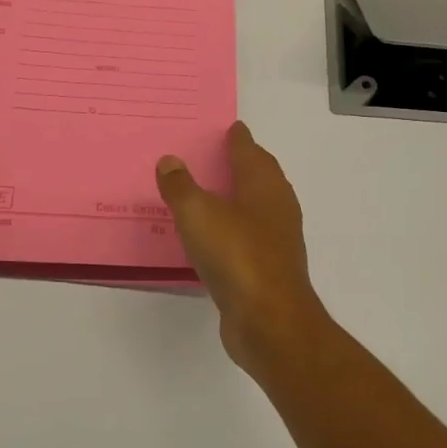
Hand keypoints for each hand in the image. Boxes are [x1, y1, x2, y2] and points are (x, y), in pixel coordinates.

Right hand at [156, 122, 329, 372]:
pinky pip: (244, 240)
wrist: (268, 320)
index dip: (239, 139)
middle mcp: (276, 209)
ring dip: (234, 200)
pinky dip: (229, 231)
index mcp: (264, 186)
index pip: (250, 152)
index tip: (230, 127)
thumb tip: (170, 161)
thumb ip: (181, 187)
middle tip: (213, 156)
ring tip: (206, 194)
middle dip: (241, 165)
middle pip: (259, 178)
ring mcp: (275, 242)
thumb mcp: (198, 214)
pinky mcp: (266, 271)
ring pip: (254, 210)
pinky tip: (210, 239)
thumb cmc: (237, 255)